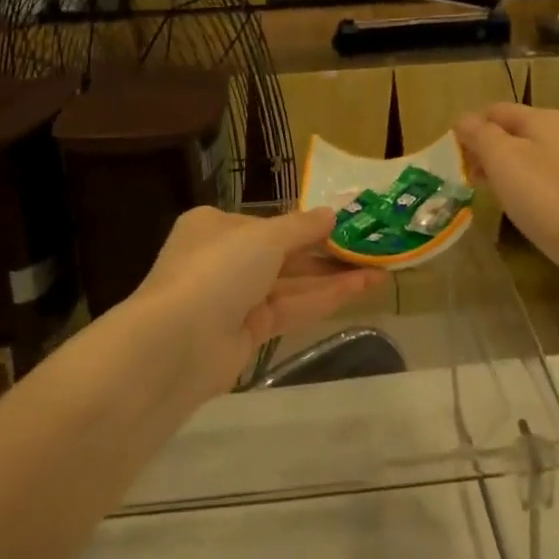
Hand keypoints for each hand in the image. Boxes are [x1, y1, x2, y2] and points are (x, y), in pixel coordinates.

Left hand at [133, 207, 386, 396]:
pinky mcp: (247, 333)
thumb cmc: (218, 270)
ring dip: (334, 278)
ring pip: (292, 284)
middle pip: (284, 254)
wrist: (177, 344)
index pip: (269, 224)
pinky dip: (323, 299)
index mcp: (216, 226)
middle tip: (372, 250)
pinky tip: (360, 290)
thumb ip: (301, 227)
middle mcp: (224, 259)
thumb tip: (331, 214)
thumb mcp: (265, 237)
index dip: (308, 225)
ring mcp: (235, 299)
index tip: (346, 225)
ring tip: (381, 271)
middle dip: (327, 254)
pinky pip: (291, 309)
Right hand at [455, 103, 558, 294]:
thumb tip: (463, 119)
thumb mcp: (503, 159)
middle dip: (487, 150)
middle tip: (468, 178)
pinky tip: (522, 208)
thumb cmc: (546, 196)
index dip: (470, 128)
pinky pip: (548, 179)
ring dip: (506, 170)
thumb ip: (480, 135)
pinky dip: (528, 187)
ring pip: (531, 156)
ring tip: (490, 194)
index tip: (453, 157)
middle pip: (514, 132)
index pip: (495, 110)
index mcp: (543, 119)